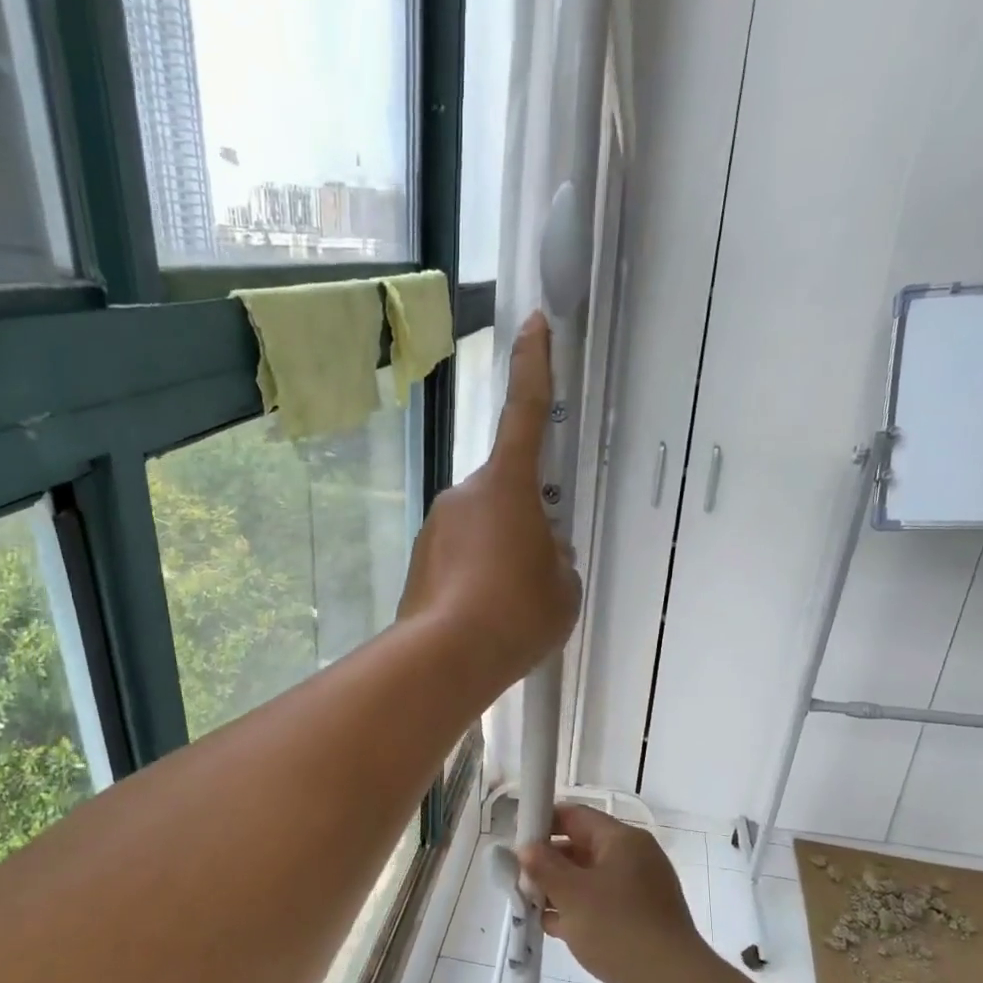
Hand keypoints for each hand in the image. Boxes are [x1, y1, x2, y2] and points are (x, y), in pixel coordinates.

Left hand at [397, 313, 581, 699]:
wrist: (446, 658)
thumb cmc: (517, 613)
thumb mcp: (563, 586)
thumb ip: (556, 557)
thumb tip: (540, 551)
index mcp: (507, 485)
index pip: (526, 412)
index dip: (534, 366)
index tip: (534, 323)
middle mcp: (464, 494)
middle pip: (503, 493)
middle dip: (522, 521)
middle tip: (535, 572)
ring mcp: (436, 528)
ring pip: (480, 529)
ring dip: (497, 555)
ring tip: (508, 606)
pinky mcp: (419, 562)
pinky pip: (458, 558)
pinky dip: (474, 578)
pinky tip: (483, 616)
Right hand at [518, 804, 714, 982]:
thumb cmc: (616, 926)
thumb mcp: (571, 893)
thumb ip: (543, 866)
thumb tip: (527, 849)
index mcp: (622, 840)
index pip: (576, 815)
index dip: (544, 822)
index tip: (517, 839)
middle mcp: (634, 859)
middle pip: (582, 847)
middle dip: (549, 862)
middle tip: (519, 878)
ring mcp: (639, 891)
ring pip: (589, 880)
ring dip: (559, 890)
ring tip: (529, 905)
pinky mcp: (639, 920)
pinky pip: (601, 905)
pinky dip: (577, 912)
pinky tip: (553, 927)